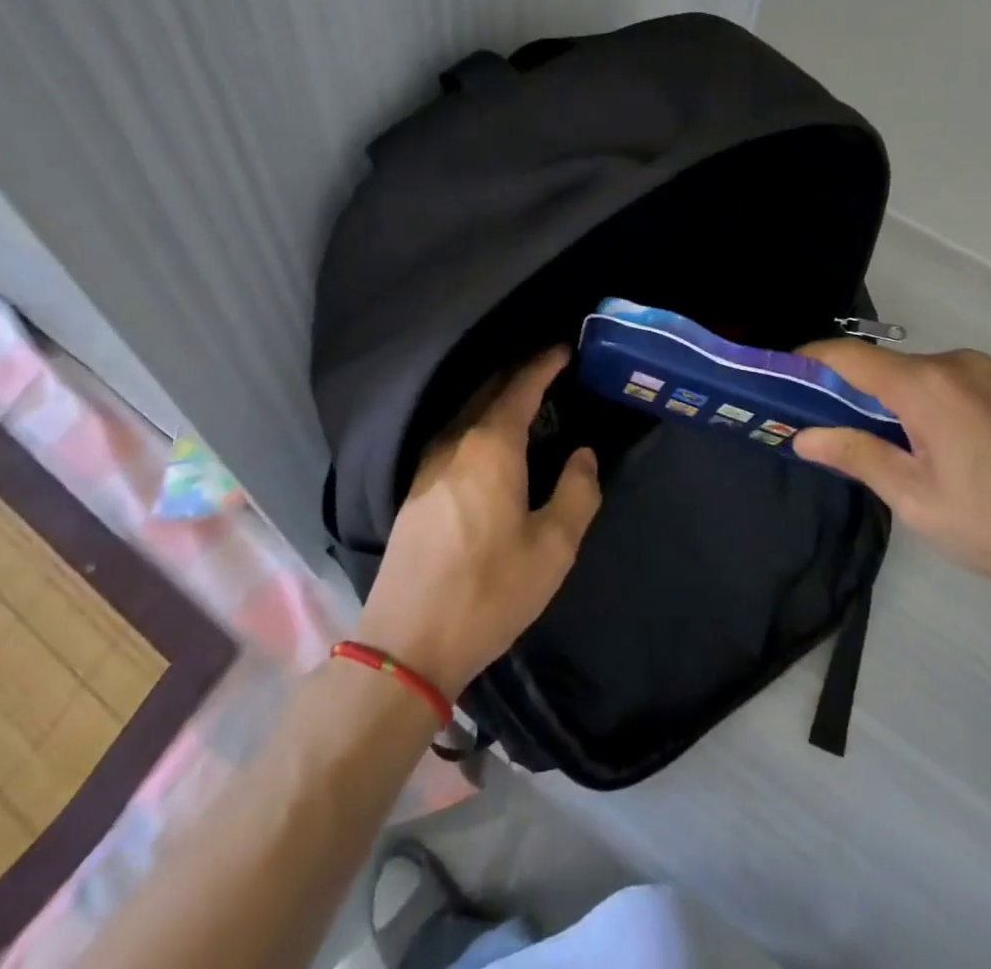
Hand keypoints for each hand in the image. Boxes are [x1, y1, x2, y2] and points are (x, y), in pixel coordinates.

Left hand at [355, 347, 599, 698]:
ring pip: (466, 413)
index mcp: (490, 447)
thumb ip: (577, 492)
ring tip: (525, 400)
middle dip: (518, 373)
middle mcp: (454, 444)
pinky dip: (478, 422)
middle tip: (549, 367)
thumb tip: (583, 455)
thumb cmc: (489, 591)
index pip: (520, 387)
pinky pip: (453, 436)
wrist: (407, 643)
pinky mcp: (415, 491)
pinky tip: (490, 443)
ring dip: (495, 398)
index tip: (564, 348)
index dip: (543, 364)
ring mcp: (427, 466)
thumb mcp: (553, 547)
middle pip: (487, 391)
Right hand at [793, 343, 990, 622]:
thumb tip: (805, 436)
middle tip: (823, 428)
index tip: (780, 378)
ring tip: (875, 445)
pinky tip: (928, 446)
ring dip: (887, 399)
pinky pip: (948, 384)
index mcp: (929, 386)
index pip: (850, 357)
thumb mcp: (916, 500)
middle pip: (884, 366)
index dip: (810, 361)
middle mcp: (958, 364)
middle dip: (848, 390)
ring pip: (917, 375)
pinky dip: (921, 402)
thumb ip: (857, 456)